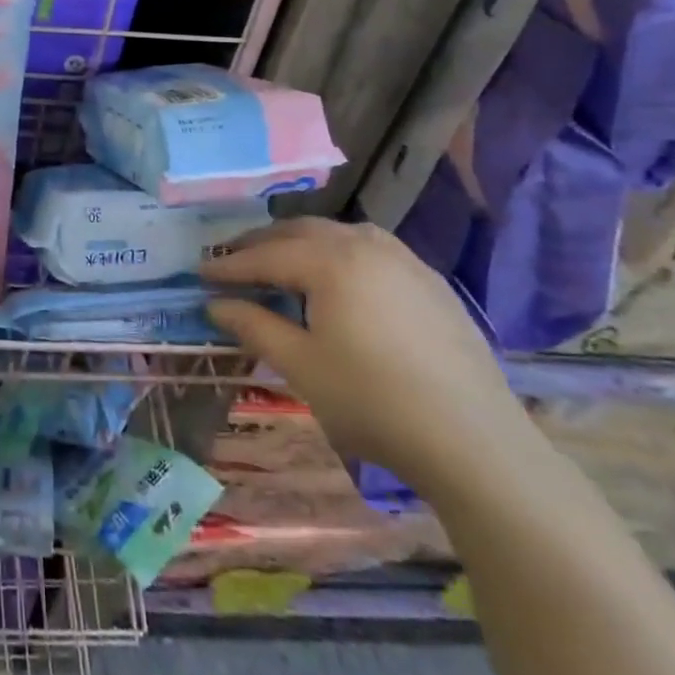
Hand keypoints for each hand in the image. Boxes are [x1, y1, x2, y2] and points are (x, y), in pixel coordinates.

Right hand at [204, 219, 530, 500]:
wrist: (475, 443)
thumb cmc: (373, 402)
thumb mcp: (301, 366)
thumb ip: (254, 326)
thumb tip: (215, 304)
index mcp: (331, 261)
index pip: (266, 255)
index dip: (229, 265)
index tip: (200, 272)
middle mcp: (367, 245)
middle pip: (301, 232)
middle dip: (262, 243)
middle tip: (232, 260)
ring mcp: (405, 261)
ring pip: (339, 234)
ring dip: (302, 243)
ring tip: (281, 262)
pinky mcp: (431, 283)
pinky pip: (372, 249)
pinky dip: (340, 253)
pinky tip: (338, 278)